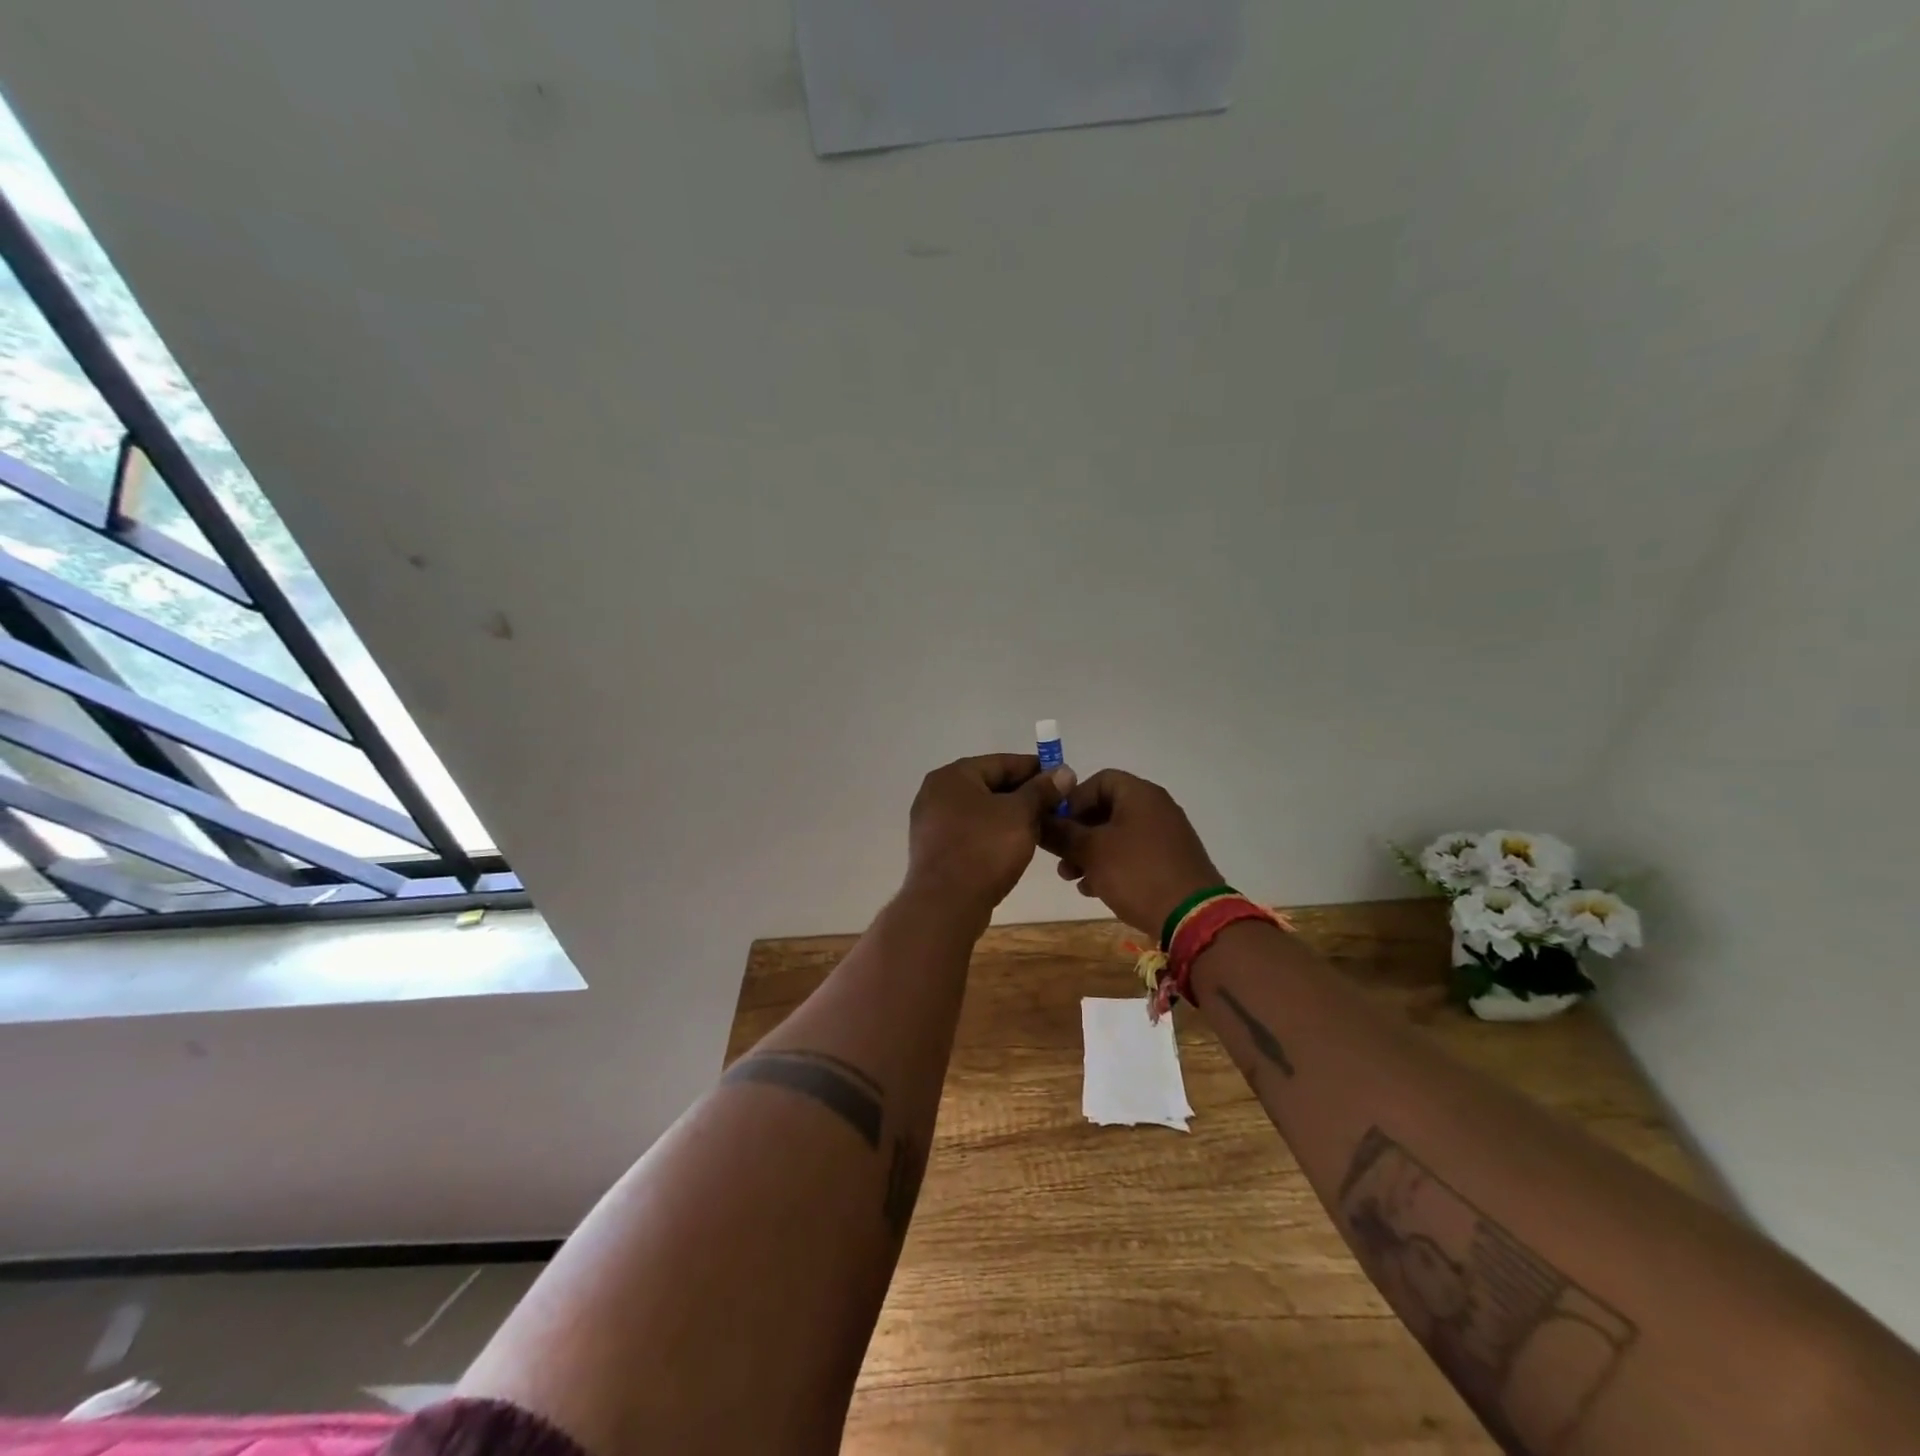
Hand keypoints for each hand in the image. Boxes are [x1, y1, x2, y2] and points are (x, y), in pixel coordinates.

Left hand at [905, 754, 1076, 916]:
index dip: (1036, 769)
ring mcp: (931, 823)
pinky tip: (1015, 846)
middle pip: (990, 785)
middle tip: (1056, 806)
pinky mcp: (935, 850)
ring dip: (1011, 816)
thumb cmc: (984, 849)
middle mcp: (936, 793)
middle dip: (1024, 794)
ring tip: (1041, 827)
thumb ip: (1042, 790)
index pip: (1002, 762)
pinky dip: (993, 834)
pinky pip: (971, 832)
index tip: (1063, 779)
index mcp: (953, 776)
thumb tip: (1064, 772)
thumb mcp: (1021, 815)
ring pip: (981, 811)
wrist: (946, 904)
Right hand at [1041, 769, 1222, 934]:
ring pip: (1117, 836)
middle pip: (1106, 810)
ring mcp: (1166, 836)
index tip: (1057, 827)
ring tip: (1073, 879)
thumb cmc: (1137, 873)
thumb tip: (1039, 820)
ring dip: (1090, 854)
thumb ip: (1062, 833)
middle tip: (1060, 859)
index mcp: (1139, 794)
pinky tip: (1096, 890)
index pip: (1098, 780)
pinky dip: (1112, 866)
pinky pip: (1133, 855)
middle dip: (1077, 834)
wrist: (1193, 916)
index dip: (1073, 801)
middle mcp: (1155, 808)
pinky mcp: (1170, 861)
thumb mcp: (1091, 851)